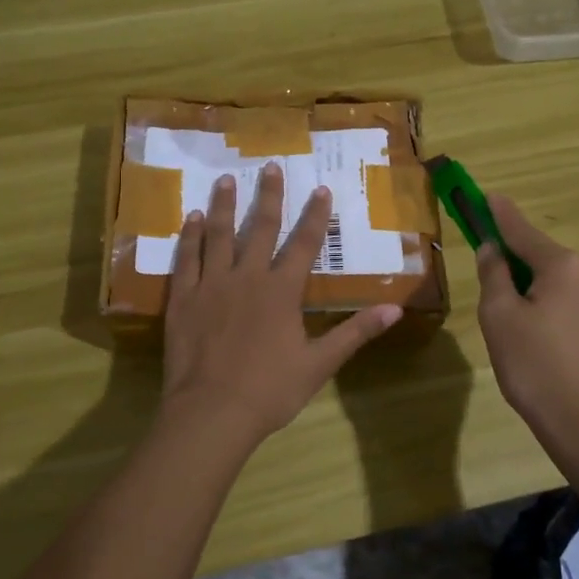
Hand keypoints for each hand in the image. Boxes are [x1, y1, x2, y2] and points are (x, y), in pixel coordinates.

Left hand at [160, 162, 401, 443]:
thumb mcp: (319, 364)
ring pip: (219, 236)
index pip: (303, 244)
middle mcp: (246, 277)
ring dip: (225, 206)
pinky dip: (189, 237)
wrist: (211, 412)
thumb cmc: (269, 390)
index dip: (314, 216)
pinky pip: (186, 259)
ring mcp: (211, 285)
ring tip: (227, 180)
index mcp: (281, 291)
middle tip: (270, 166)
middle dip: (269, 196)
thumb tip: (395, 309)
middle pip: (260, 229)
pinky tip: (191, 218)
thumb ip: (355, 333)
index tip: (320, 188)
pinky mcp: (183, 298)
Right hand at [475, 193, 578, 474]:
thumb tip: (492, 249)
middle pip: (538, 256)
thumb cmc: (538, 368)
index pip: (520, 230)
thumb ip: (493, 276)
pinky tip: (531, 340)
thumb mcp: (500, 318)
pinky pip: (565, 303)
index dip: (498, 214)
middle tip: (484, 287)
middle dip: (510, 263)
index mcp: (563, 265)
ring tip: (506, 328)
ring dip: (526, 290)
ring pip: (552, 282)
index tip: (485, 194)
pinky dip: (543, 308)